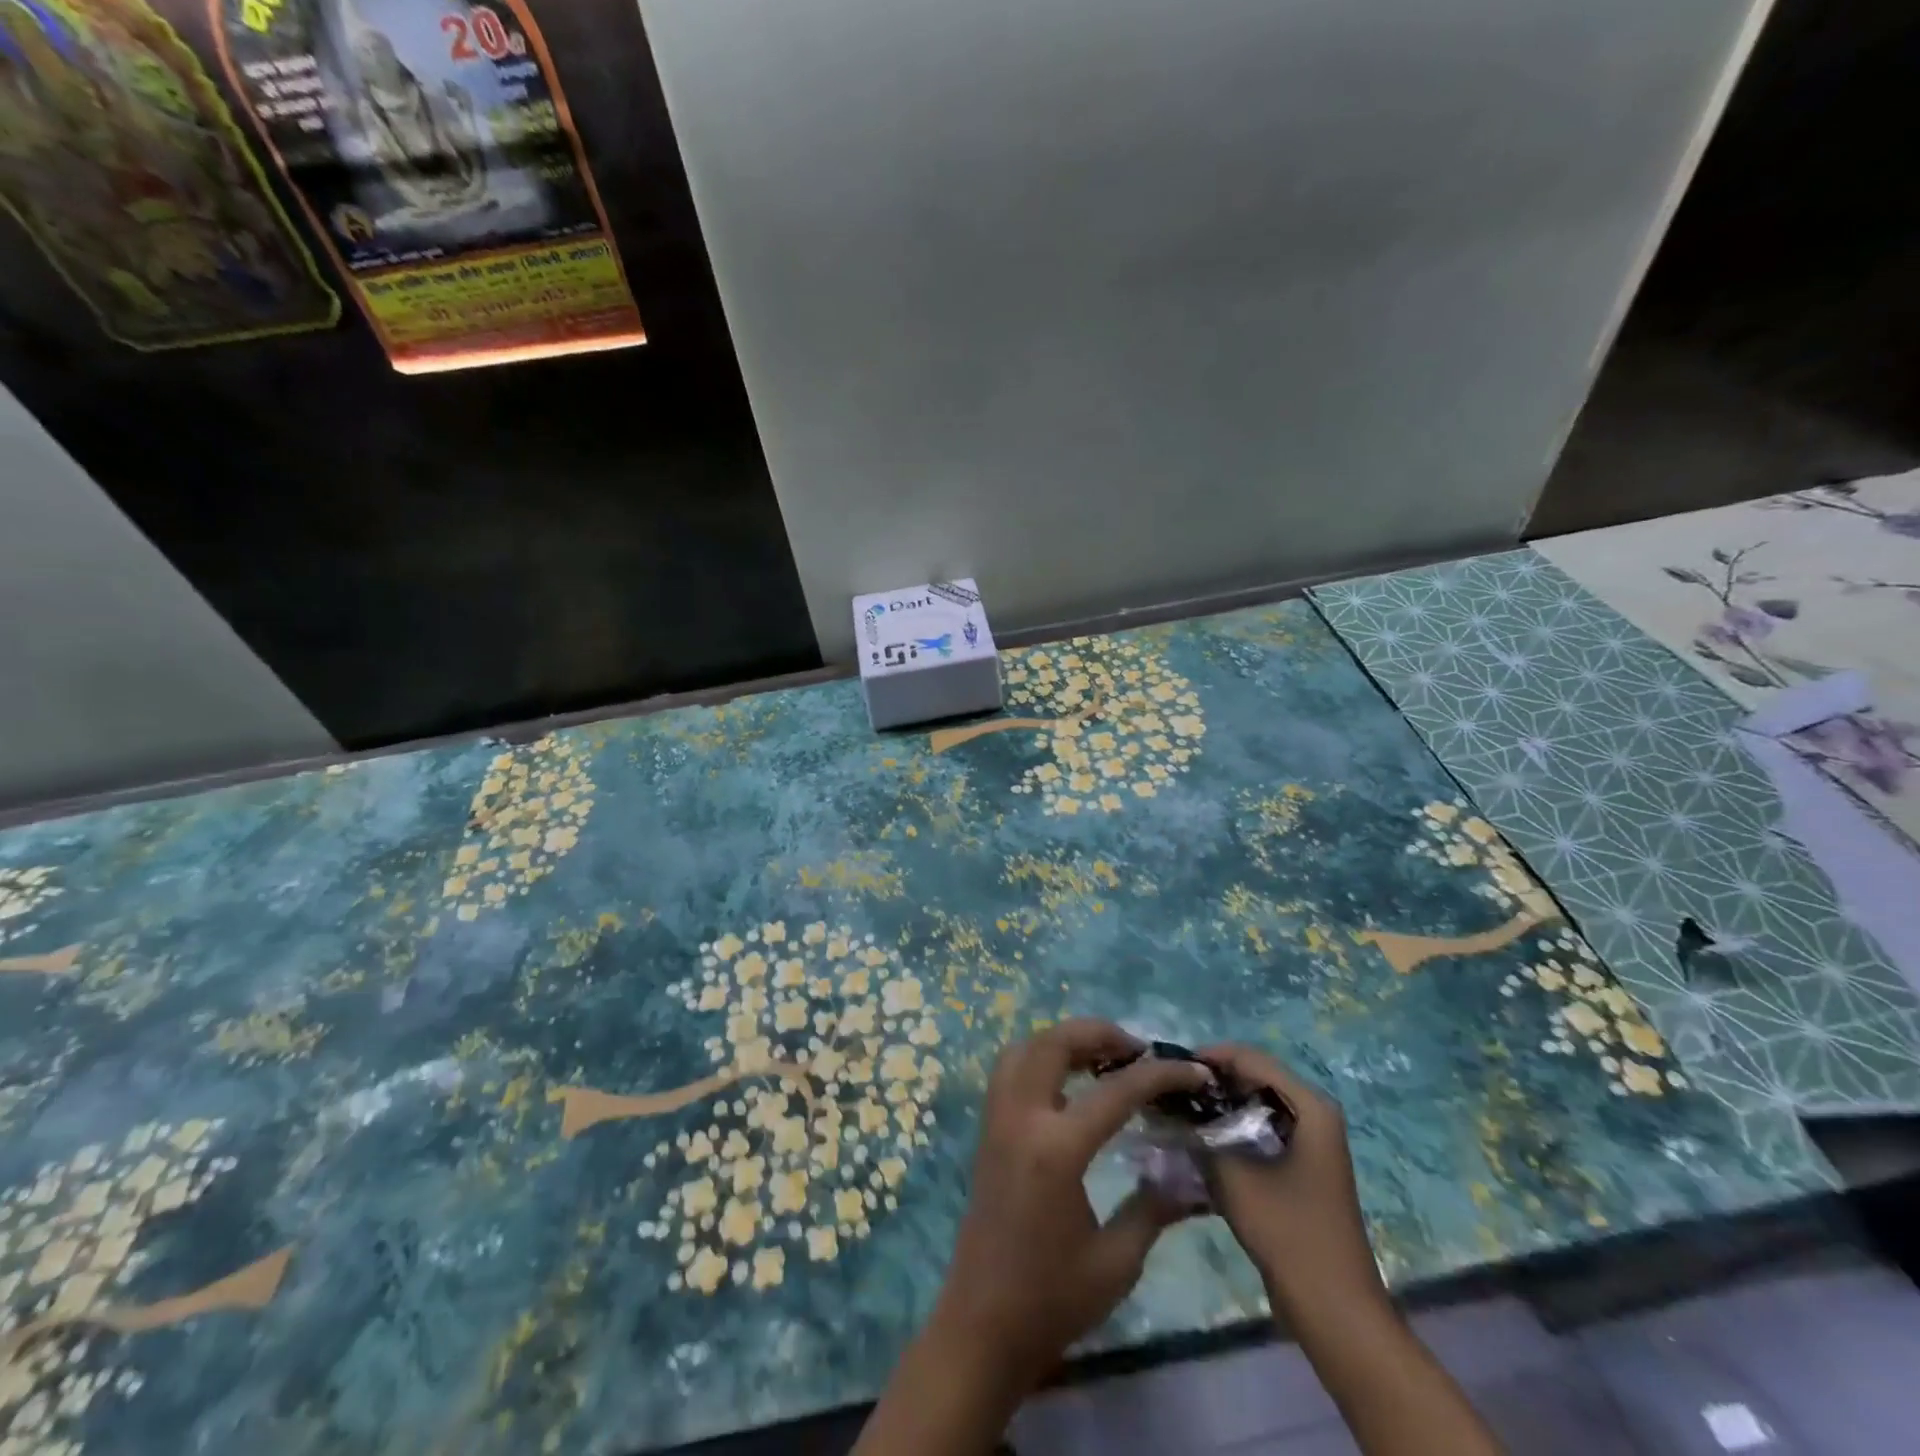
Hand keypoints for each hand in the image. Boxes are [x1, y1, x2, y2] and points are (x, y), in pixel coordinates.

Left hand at [929, 1019, 1212, 1389]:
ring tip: (1105, 1057)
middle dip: (1100, 1033)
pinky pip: (1010, 1069)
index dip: (1160, 1075)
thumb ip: (1155, 1207)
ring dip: (1065, 1040)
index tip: (1193, 1070)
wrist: (982, 1325)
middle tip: (1139, 1050)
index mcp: (1056, 1149)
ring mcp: (997, 1119)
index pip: (1115, 1091)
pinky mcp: (987, 1129)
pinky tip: (1069, 1081)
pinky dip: (1040, 1057)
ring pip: (1025, 1047)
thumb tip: (1194, 1176)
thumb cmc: (1052, 1299)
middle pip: (1055, 1043)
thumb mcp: (1117, 1262)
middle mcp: (1020, 1118)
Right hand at [1197, 1044, 1387, 1321]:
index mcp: (1311, 1107)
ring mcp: (1310, 1141)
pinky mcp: (1301, 1165)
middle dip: (1213, 1080)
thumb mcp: (1234, 1178)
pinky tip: (1201, 1138)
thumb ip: (1200, 1134)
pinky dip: (1232, 1127)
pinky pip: (1260, 1128)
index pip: (1252, 1059)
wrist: (1335, 1311)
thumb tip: (1172, 1107)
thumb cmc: (1290, 1235)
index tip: (1170, 1066)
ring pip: (1255, 1104)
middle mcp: (1315, 1114)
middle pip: (1255, 1077)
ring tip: (1179, 1109)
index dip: (1209, 1057)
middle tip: (1170, 1088)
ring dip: (1220, 1105)